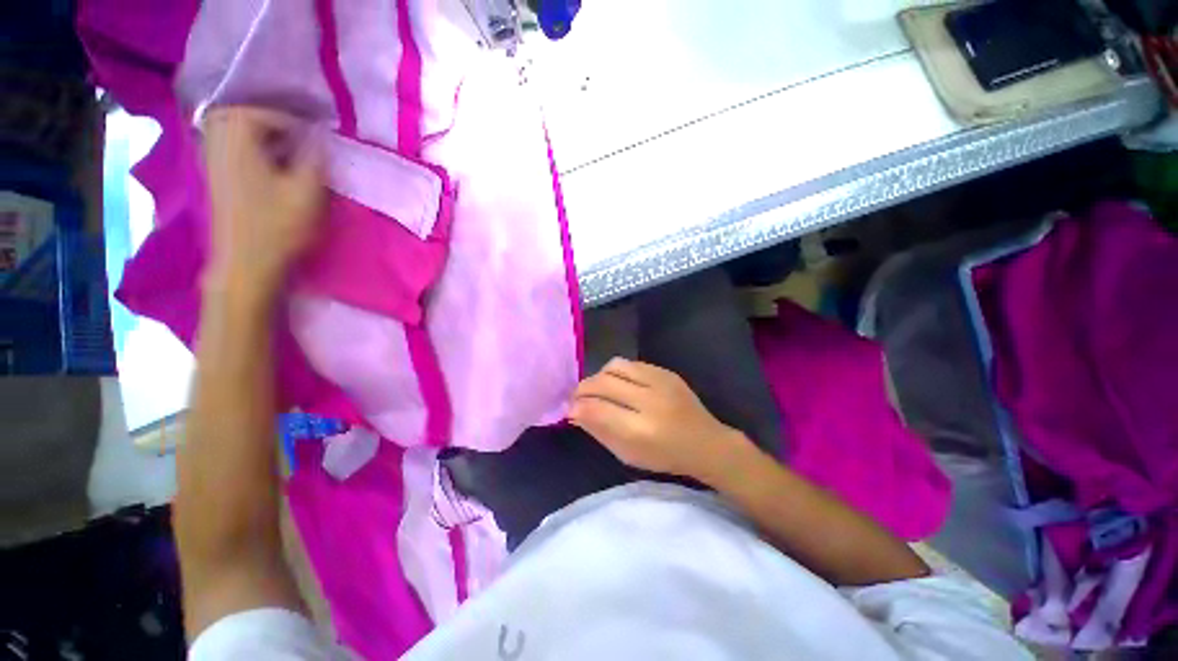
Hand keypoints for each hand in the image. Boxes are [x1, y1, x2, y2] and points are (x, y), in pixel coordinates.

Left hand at [202, 107, 324, 298]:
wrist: (247, 263)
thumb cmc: (278, 225)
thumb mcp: (307, 190)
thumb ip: (314, 156)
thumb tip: (319, 133)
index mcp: (237, 137)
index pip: (267, 112)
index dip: (297, 123)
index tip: (318, 142)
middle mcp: (216, 139)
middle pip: (245, 115)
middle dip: (275, 123)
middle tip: (300, 141)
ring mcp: (211, 157)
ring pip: (235, 129)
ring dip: (263, 135)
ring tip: (288, 152)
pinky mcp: (215, 174)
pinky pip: (231, 145)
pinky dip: (252, 147)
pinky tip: (271, 165)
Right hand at [569, 358, 751, 480]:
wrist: (707, 443)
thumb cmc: (666, 457)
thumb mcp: (629, 455)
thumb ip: (600, 432)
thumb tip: (575, 413)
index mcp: (640, 430)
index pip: (596, 409)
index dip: (577, 407)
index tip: (570, 410)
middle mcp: (650, 400)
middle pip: (602, 383)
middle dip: (582, 389)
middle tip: (577, 397)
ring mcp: (660, 382)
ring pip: (614, 366)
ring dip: (599, 377)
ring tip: (598, 389)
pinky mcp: (666, 372)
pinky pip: (631, 364)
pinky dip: (617, 372)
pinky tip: (619, 383)